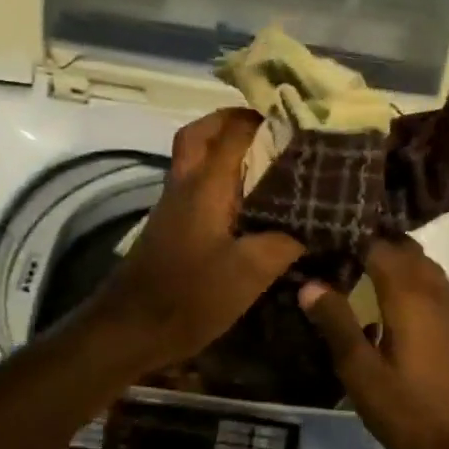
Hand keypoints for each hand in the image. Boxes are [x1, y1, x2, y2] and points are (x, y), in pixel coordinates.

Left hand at [87, 109, 303, 369]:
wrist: (131, 329)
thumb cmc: (191, 295)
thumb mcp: (250, 272)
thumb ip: (286, 241)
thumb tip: (317, 224)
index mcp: (206, 184)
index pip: (234, 132)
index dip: (264, 120)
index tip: (299, 120)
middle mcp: (186, 184)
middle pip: (201, 134)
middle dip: (232, 123)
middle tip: (270, 130)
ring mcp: (174, 205)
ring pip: (196, 159)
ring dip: (224, 149)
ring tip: (269, 160)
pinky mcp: (172, 227)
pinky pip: (197, 186)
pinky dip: (220, 179)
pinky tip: (250, 202)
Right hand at [298, 236, 448, 448]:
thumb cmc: (413, 412)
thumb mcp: (363, 374)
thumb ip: (337, 325)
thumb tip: (310, 284)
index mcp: (409, 296)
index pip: (379, 247)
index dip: (352, 238)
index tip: (325, 239)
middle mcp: (436, 293)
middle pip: (407, 251)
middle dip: (376, 244)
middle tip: (342, 252)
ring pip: (426, 268)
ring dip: (398, 262)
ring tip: (365, 275)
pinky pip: (436, 289)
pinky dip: (414, 283)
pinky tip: (396, 310)